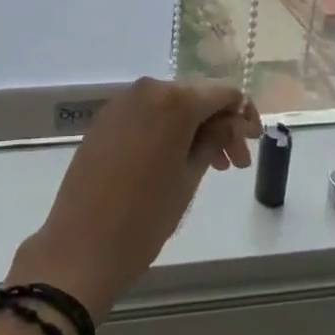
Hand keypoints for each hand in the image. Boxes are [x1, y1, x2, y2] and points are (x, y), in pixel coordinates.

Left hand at [8, 78, 259, 319]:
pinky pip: (146, 115)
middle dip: (219, 125)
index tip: (253, 143)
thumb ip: (214, 140)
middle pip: (195, 97)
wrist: (82, 245)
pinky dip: (166, 131)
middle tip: (235, 164)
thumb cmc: (145, 216)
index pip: (222, 93)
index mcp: (173, 100)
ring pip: (170, 106)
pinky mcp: (104, 119)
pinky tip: (175, 161)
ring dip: (194, 129)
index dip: (243, 114)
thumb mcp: (190, 179)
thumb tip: (231, 121)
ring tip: (211, 168)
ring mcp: (121, 103)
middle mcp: (146, 89)